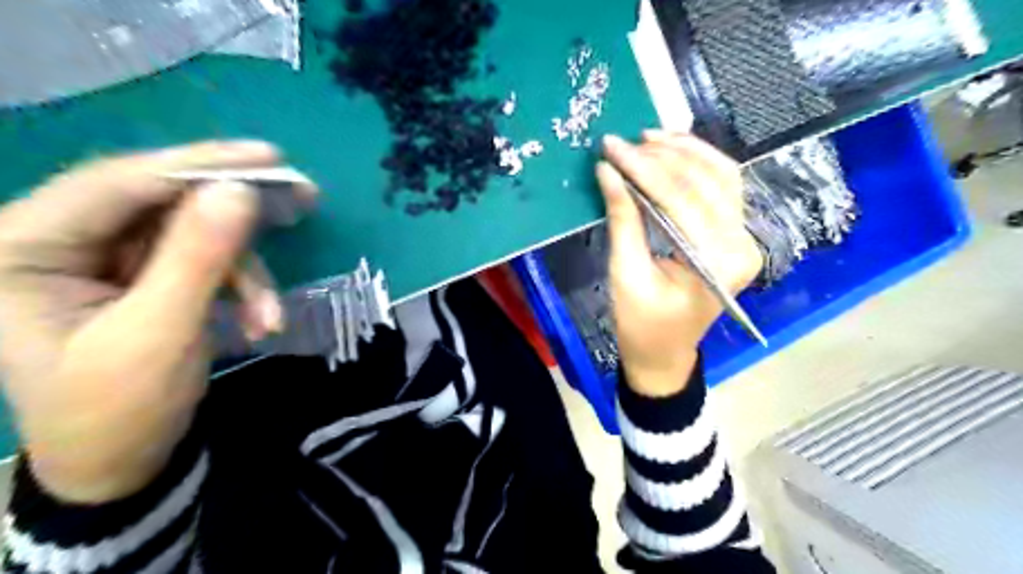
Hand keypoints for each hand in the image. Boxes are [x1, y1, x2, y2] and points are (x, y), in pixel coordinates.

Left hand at [0, 140, 311, 502]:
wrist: (122, 463)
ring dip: (244, 275)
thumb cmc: (119, 409)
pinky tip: (260, 322)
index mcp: (24, 247)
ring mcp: (107, 258)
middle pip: (165, 203)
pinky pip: (206, 262)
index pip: (120, 183)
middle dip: (236, 216)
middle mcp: (61, 240)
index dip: (200, 165)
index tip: (271, 158)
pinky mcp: (144, 276)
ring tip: (269, 317)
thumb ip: (198, 258)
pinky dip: (240, 290)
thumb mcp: (161, 333)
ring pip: (197, 236)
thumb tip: (241, 191)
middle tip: (302, 199)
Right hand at [598, 132, 763, 397]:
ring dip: (685, 152)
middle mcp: (741, 244)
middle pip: (705, 182)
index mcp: (716, 262)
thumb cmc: (641, 324)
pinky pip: (722, 188)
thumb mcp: (626, 273)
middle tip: (622, 142)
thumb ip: (623, 219)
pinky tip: (673, 151)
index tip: (611, 147)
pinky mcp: (734, 235)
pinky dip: (698, 164)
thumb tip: (608, 171)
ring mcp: (743, 238)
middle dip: (660, 157)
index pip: (680, 199)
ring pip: (721, 176)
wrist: (664, 353)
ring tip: (648, 137)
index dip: (643, 169)